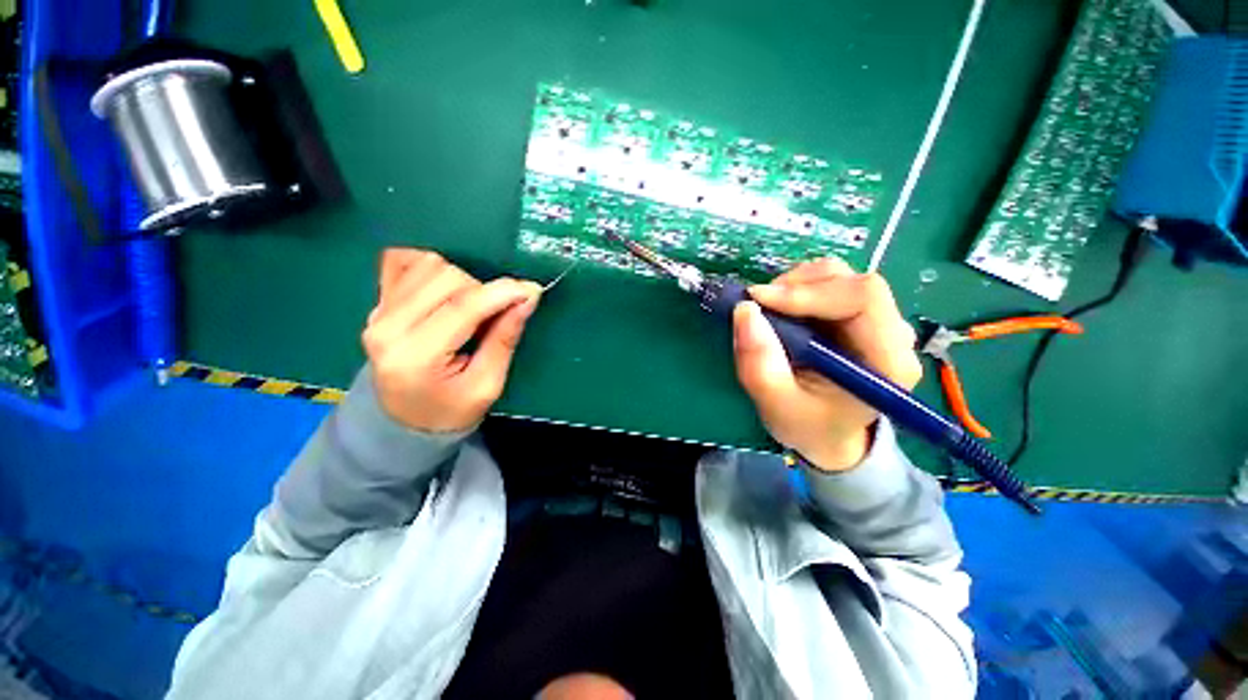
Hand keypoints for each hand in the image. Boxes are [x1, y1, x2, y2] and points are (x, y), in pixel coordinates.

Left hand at [362, 249, 542, 431]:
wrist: (406, 422)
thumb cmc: (452, 410)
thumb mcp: (488, 384)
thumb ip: (505, 338)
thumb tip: (528, 297)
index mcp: (415, 357)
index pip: (462, 308)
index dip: (501, 293)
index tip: (531, 290)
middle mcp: (387, 328)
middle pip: (446, 277)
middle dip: (482, 291)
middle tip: (493, 316)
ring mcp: (376, 312)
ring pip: (428, 264)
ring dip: (461, 281)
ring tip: (469, 309)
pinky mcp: (376, 303)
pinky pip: (403, 261)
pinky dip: (431, 268)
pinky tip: (444, 291)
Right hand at [733, 258, 920, 471]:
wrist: (827, 433)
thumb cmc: (807, 425)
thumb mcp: (776, 404)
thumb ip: (759, 364)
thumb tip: (745, 311)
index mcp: (887, 361)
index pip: (863, 297)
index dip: (809, 291)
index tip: (760, 300)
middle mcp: (891, 333)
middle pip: (850, 281)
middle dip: (797, 286)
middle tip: (758, 306)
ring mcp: (875, 320)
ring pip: (837, 276)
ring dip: (794, 286)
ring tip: (768, 312)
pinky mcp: (856, 315)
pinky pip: (827, 284)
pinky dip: (796, 290)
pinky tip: (781, 313)